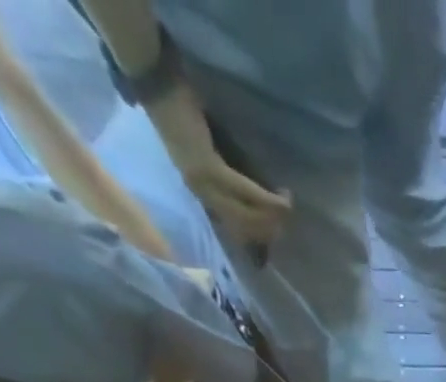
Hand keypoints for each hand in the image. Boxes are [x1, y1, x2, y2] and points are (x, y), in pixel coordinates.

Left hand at [144, 87, 290, 246]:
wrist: (156, 83)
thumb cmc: (183, 113)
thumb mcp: (207, 152)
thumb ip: (226, 173)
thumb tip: (259, 195)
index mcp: (201, 192)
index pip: (236, 227)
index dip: (262, 234)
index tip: (282, 230)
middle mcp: (202, 194)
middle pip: (243, 226)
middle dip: (270, 228)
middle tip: (289, 220)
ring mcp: (204, 182)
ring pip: (246, 215)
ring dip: (272, 215)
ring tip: (288, 206)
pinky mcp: (209, 168)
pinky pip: (244, 191)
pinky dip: (266, 198)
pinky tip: (282, 197)